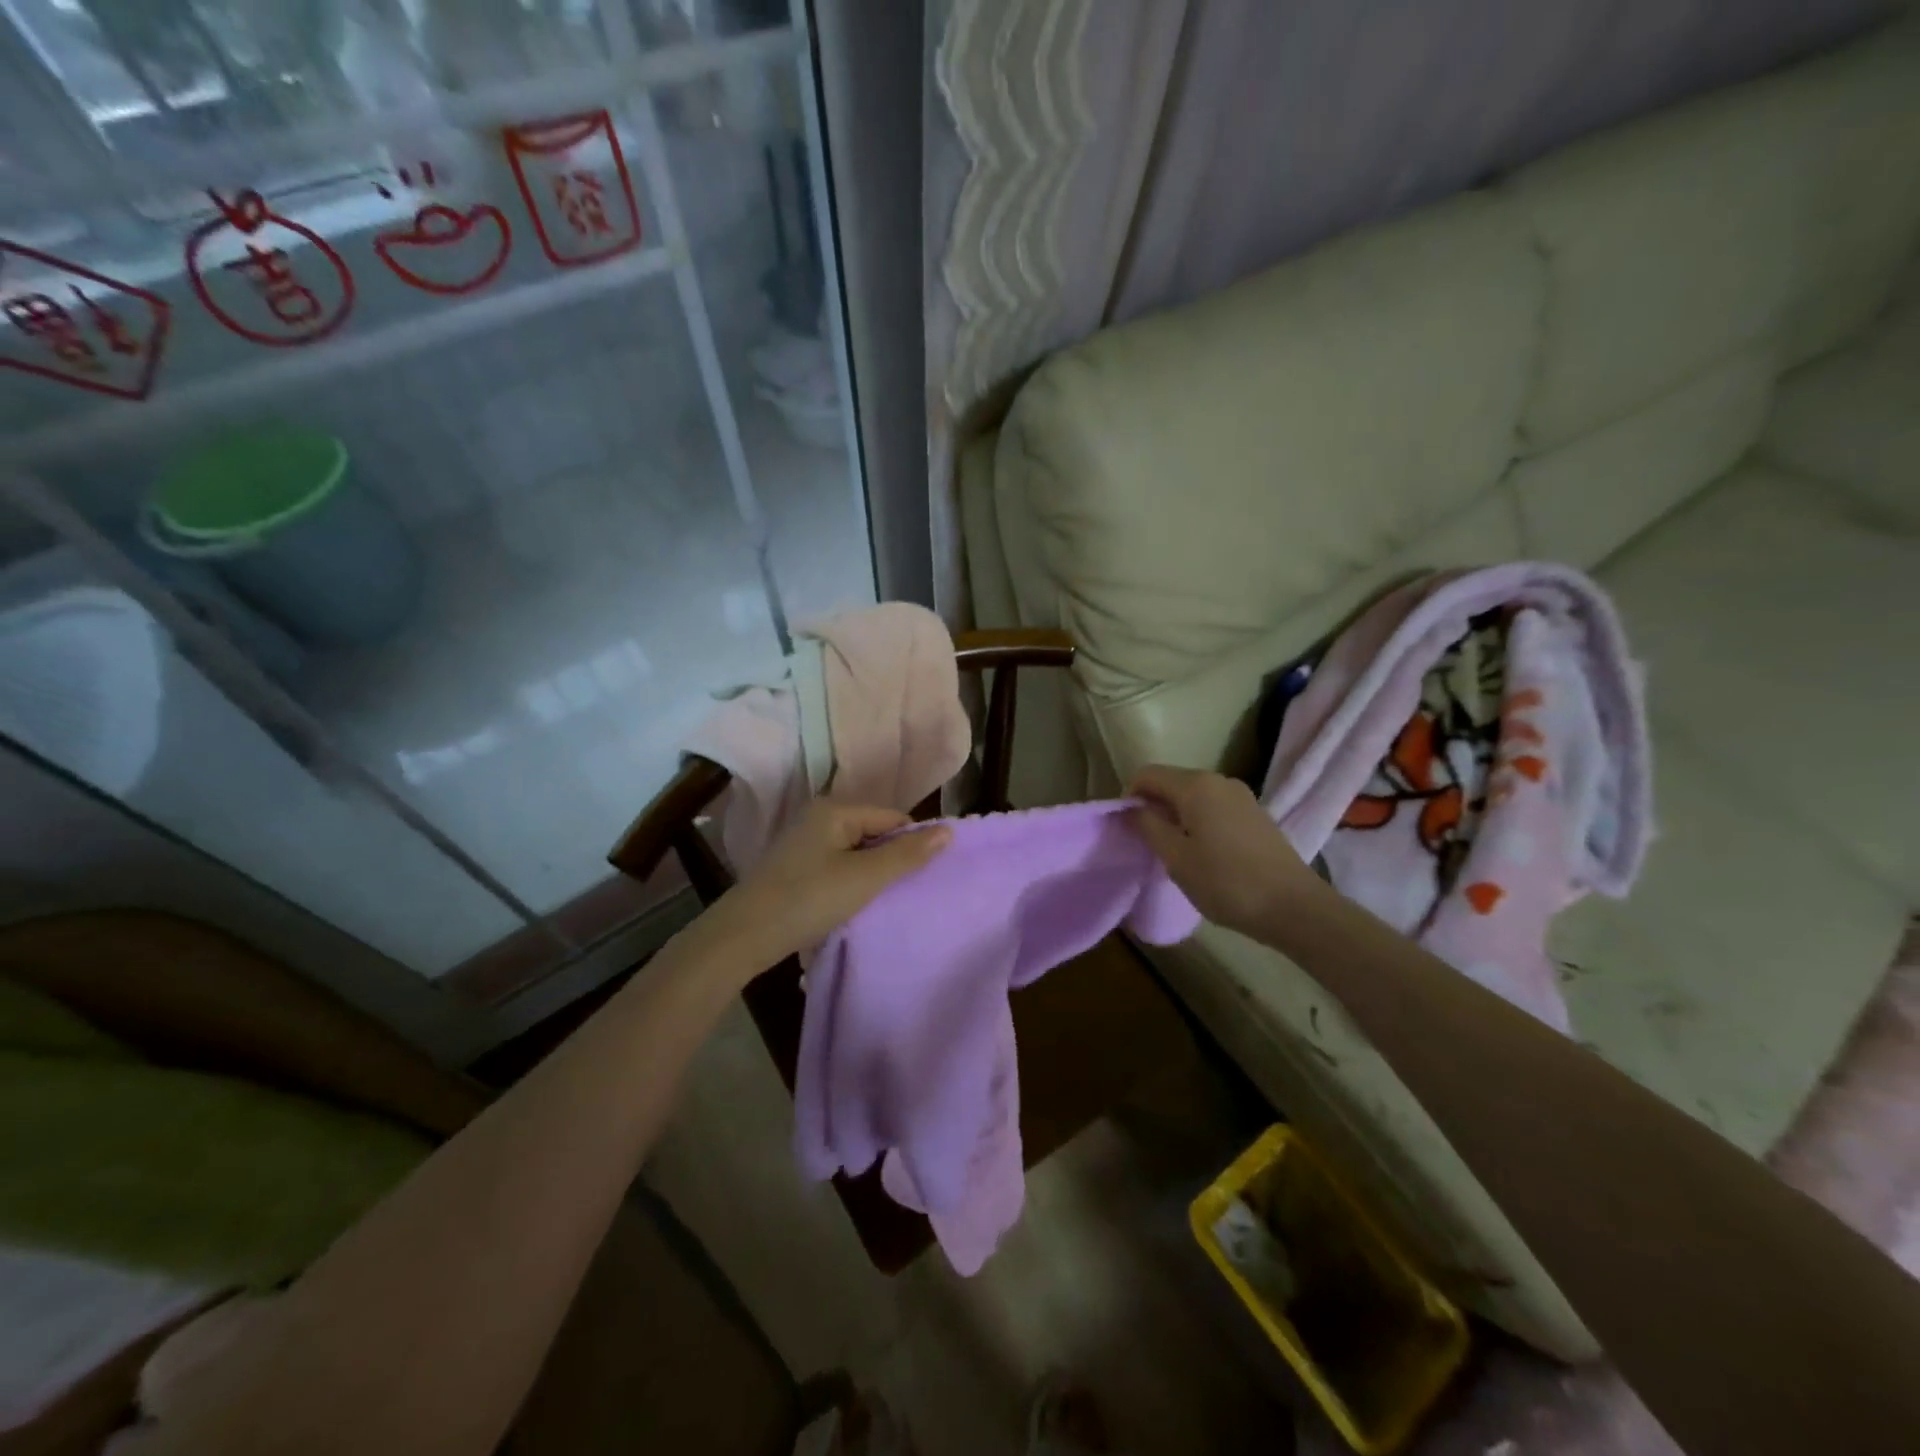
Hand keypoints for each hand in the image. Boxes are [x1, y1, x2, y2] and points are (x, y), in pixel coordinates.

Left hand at [701, 801, 950, 971]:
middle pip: (874, 832)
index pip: (892, 818)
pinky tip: (853, 904)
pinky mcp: (796, 867)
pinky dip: (850, 881)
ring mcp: (804, 842)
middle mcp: (818, 817)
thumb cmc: (809, 899)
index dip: (913, 844)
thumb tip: (949, 831)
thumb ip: (908, 854)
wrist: (744, 935)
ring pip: (856, 852)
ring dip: (871, 874)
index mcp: (835, 809)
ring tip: (881, 900)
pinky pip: (838, 865)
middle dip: (891, 859)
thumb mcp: (865, 878)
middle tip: (904, 891)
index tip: (923, 876)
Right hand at [1128, 765, 1319, 936]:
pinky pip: (1215, 807)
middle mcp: (1219, 780)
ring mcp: (1242, 796)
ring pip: (1194, 796)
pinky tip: (1205, 853)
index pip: (1147, 774)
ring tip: (1176, 851)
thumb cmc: (1226, 882)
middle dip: (1154, 806)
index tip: (1128, 828)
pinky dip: (1199, 821)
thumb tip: (1133, 809)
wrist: (1294, 907)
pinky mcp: (1256, 814)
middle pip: (1172, 782)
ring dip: (1177, 816)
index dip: (1130, 797)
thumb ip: (1148, 827)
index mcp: (1195, 786)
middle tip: (1149, 843)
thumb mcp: (1176, 858)